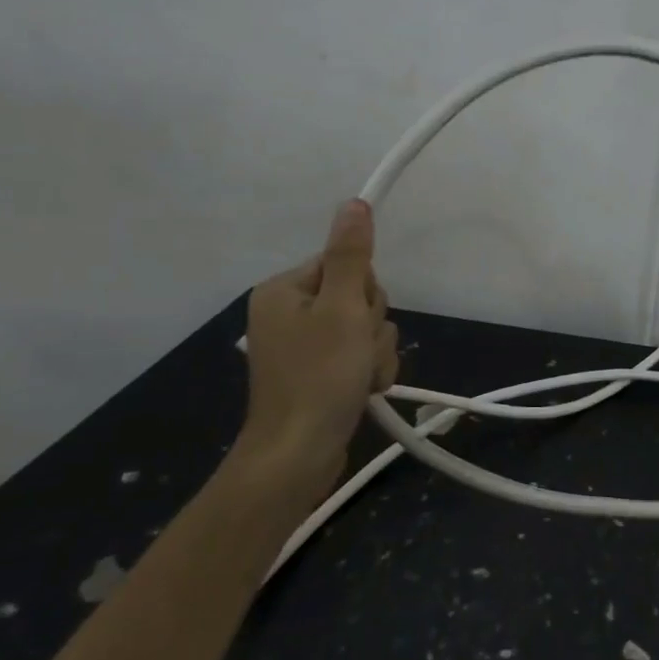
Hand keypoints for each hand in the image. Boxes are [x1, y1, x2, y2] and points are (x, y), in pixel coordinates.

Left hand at [234, 200, 398, 507]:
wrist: (298, 456)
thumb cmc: (319, 378)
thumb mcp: (341, 310)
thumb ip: (351, 256)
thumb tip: (354, 203)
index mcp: (284, 290)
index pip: (345, 264)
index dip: (363, 292)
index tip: (355, 319)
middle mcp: (289, 312)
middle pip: (358, 296)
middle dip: (370, 326)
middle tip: (356, 352)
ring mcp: (304, 346)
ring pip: (365, 328)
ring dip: (374, 352)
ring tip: (360, 378)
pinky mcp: (319, 373)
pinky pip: (359, 355)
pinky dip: (368, 371)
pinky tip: (362, 390)